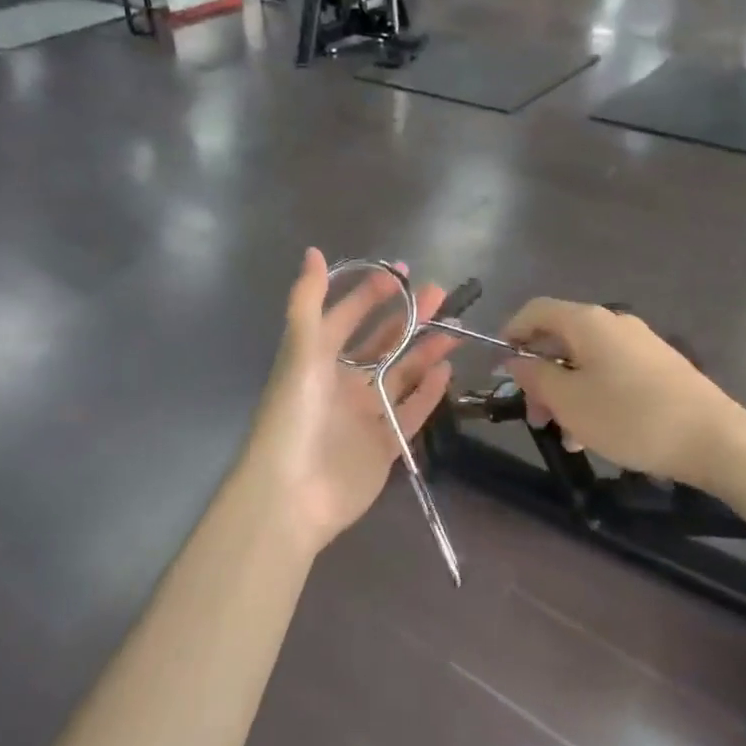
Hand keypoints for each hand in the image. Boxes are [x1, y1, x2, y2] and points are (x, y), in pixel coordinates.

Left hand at [245, 249, 459, 554]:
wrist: (292, 494)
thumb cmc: (295, 413)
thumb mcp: (300, 349)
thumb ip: (308, 300)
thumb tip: (313, 251)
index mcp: (318, 358)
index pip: (348, 316)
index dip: (372, 293)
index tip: (403, 272)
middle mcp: (342, 382)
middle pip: (382, 342)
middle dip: (409, 316)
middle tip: (440, 293)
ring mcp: (364, 414)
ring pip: (401, 374)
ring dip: (425, 350)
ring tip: (454, 328)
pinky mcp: (383, 445)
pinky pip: (411, 412)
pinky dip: (429, 392)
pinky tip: (448, 371)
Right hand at [502, 299, 745, 488]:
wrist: (714, 438)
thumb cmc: (630, 416)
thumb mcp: (570, 401)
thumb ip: (536, 376)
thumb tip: (515, 359)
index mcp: (588, 321)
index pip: (536, 309)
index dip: (512, 332)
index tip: (500, 367)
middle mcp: (613, 323)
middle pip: (561, 338)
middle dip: (541, 375)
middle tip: (535, 417)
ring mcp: (640, 344)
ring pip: (586, 360)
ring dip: (567, 392)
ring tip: (567, 436)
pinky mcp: (659, 367)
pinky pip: (611, 372)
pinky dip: (594, 395)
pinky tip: (597, 434)